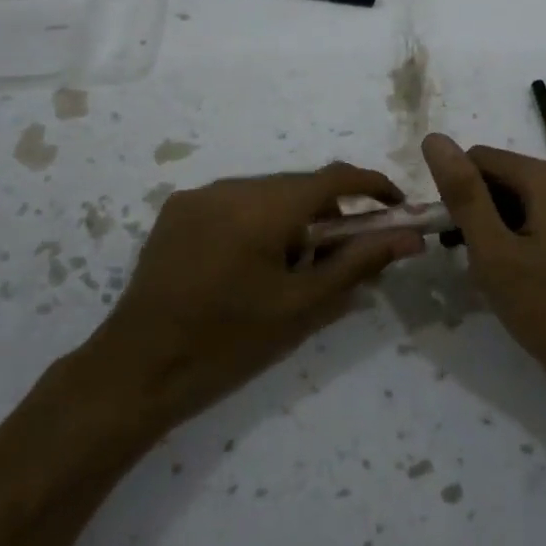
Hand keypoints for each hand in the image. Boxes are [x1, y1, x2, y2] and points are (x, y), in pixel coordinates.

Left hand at [84, 162, 424, 428]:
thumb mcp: (302, 306)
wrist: (138, 369)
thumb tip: (408, 238)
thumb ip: (358, 263)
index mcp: (264, 206)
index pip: (334, 176)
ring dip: (291, 218)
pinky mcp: (176, 211)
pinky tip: (247, 265)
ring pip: (266, 194)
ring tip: (289, 270)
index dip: (373, 186)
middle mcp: (231, 186)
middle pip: (298, 185)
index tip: (397, 208)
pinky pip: (233, 203)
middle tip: (340, 257)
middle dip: (329, 213)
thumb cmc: (229, 342)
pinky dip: (256, 221)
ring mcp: (198, 196)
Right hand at [422, 133, 545, 416]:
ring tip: (496, 280)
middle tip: (474, 265)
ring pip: (525, 206)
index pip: (480, 158)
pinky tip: (523, 285)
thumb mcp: (495, 253)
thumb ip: (464, 194)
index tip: (451, 238)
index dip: (456, 193)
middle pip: (505, 180)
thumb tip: (435, 139)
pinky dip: (525, 244)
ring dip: (500, 233)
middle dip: (479, 214)